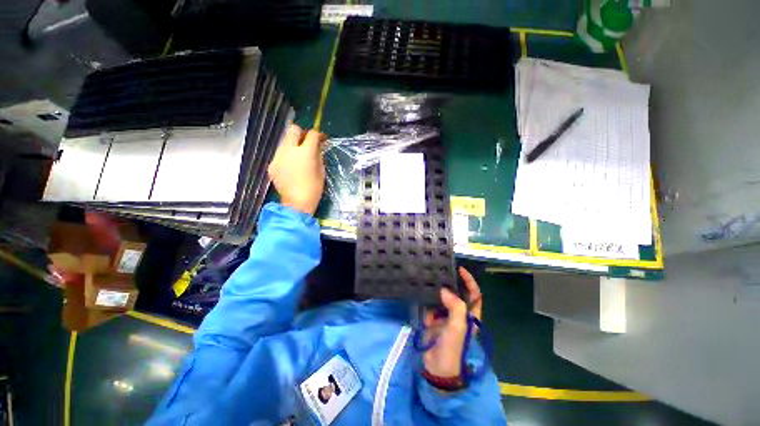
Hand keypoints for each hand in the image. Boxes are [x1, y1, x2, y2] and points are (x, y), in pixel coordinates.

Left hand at [268, 125, 326, 215]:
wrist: (297, 203)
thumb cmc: (314, 188)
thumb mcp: (321, 171)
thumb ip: (319, 155)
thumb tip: (318, 146)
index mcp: (305, 152)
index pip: (312, 134)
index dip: (318, 134)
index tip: (322, 139)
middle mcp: (289, 150)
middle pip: (293, 130)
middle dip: (302, 133)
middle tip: (308, 142)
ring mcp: (278, 157)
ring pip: (285, 142)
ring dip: (293, 144)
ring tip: (299, 156)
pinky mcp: (272, 165)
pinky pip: (280, 154)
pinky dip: (287, 156)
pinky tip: (291, 167)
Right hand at [422, 267, 482, 377]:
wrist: (437, 368)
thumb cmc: (452, 348)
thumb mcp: (457, 327)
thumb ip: (455, 306)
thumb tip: (444, 290)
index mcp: (470, 316)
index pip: (474, 294)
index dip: (469, 281)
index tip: (460, 270)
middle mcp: (459, 314)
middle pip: (457, 294)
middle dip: (450, 284)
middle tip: (440, 272)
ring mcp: (446, 317)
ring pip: (442, 299)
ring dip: (437, 294)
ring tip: (430, 282)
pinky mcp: (434, 320)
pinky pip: (432, 307)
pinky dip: (428, 305)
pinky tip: (424, 302)